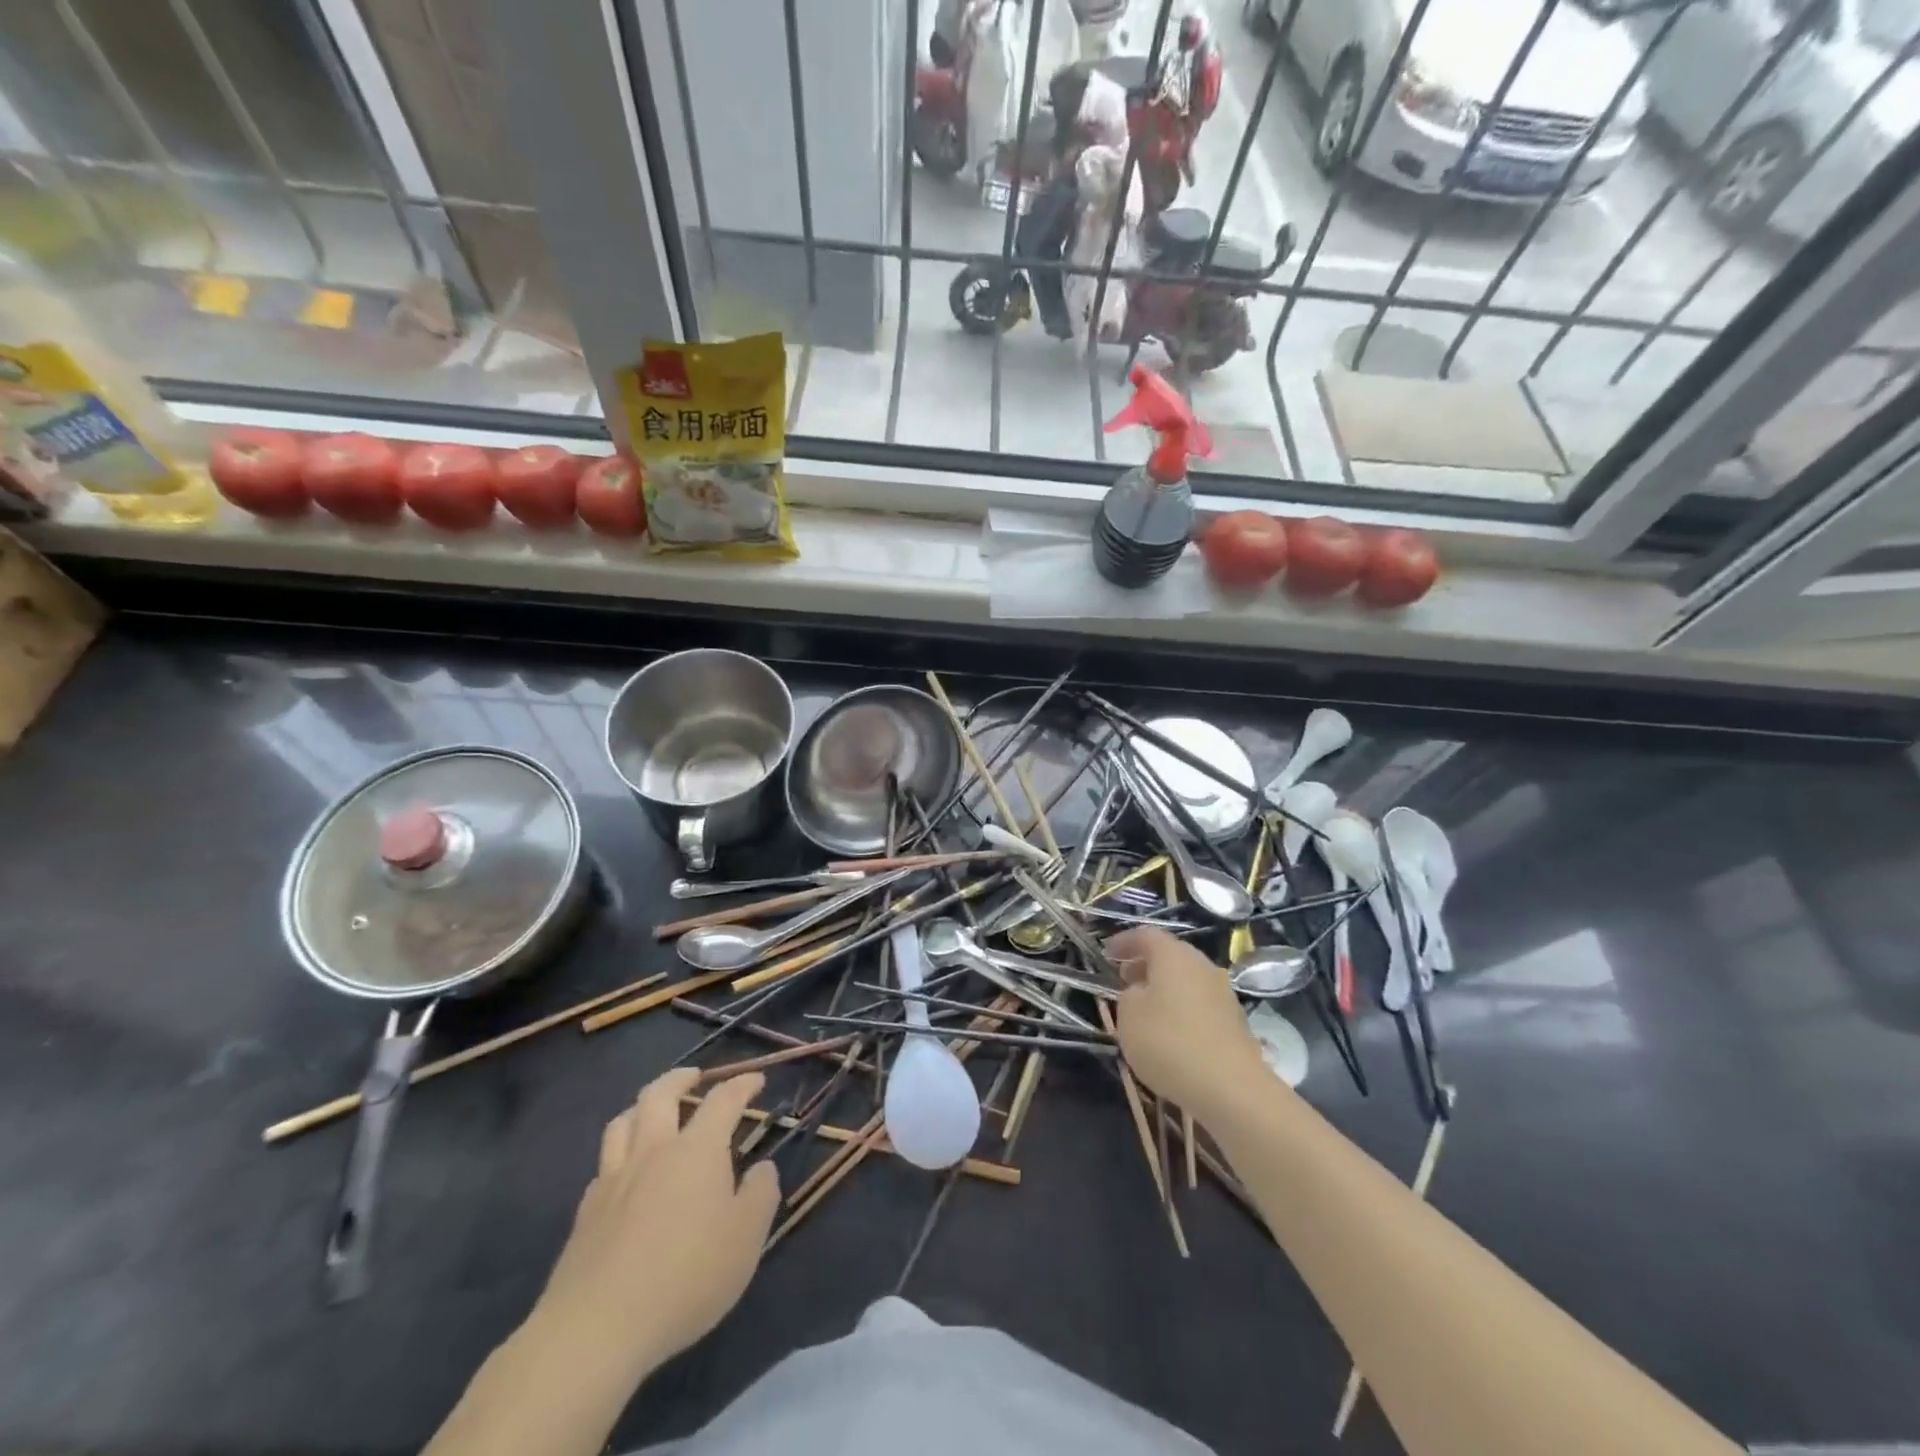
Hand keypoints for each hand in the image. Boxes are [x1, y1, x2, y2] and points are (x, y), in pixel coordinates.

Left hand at [534, 1069, 779, 1376]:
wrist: (597, 1329)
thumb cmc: (686, 1277)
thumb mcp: (746, 1239)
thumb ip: (760, 1195)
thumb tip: (762, 1168)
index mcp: (697, 1150)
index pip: (723, 1100)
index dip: (742, 1084)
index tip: (756, 1080)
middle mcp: (653, 1151)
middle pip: (660, 1094)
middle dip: (681, 1078)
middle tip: (695, 1077)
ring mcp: (614, 1180)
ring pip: (622, 1121)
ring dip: (642, 1106)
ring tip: (653, 1111)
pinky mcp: (586, 1213)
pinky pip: (603, 1164)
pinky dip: (619, 1154)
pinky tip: (626, 1173)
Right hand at [1107, 927, 1267, 1118]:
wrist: (1231, 1088)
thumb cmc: (1169, 1042)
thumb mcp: (1129, 1016)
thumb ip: (1128, 995)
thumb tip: (1141, 992)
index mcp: (1174, 955)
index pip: (1145, 935)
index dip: (1124, 942)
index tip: (1106, 954)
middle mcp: (1202, 965)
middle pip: (1170, 956)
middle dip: (1145, 965)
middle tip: (1124, 979)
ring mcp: (1223, 993)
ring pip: (1186, 980)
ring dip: (1165, 988)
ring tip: (1145, 1009)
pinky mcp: (1235, 1021)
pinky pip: (1200, 1004)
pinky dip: (1182, 1009)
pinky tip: (1172, 1033)